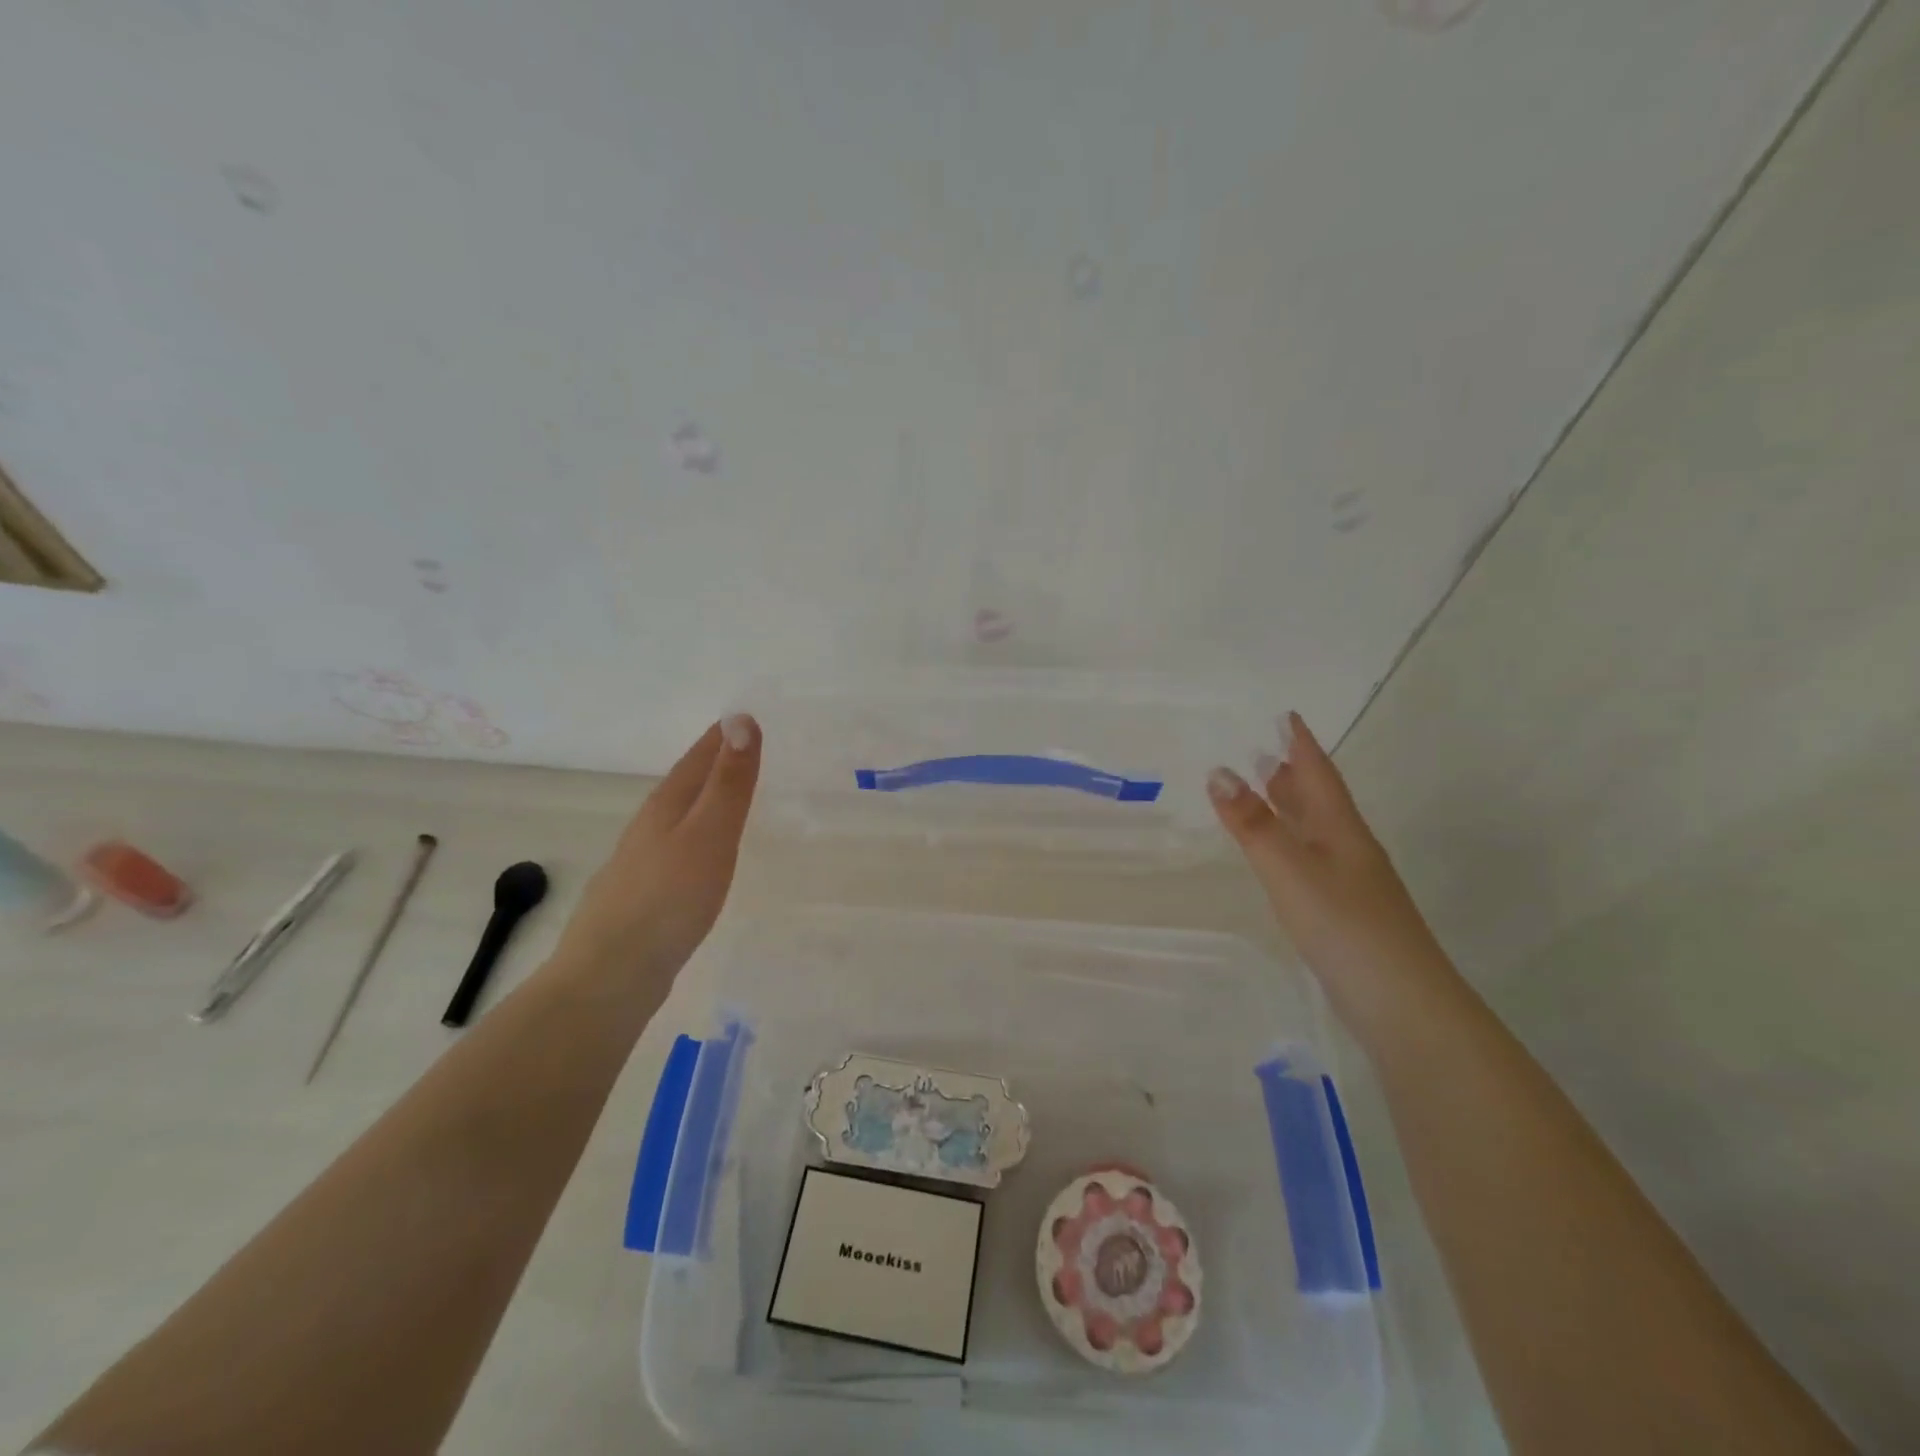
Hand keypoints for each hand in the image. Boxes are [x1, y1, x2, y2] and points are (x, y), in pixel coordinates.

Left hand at [552, 715, 760, 980]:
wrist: (611, 975)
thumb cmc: (668, 898)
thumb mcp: (709, 834)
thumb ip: (728, 781)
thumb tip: (740, 718)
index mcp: (665, 806)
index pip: (698, 757)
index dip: (723, 736)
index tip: (747, 717)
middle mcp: (648, 827)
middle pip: (685, 784)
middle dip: (714, 764)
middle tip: (747, 751)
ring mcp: (641, 863)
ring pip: (678, 818)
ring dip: (704, 801)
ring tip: (730, 798)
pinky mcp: (643, 896)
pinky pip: (677, 849)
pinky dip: (697, 837)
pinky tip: (703, 857)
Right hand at [1207, 712, 1449, 1006]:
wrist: (1403, 1004)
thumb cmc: (1345, 927)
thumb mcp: (1291, 870)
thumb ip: (1254, 825)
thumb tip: (1219, 771)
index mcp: (1342, 831)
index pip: (1319, 776)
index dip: (1302, 745)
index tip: (1288, 716)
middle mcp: (1350, 850)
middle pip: (1321, 801)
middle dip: (1295, 774)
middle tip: (1271, 750)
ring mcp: (1352, 884)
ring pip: (1318, 831)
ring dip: (1294, 808)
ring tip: (1270, 791)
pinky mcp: (1346, 914)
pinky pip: (1313, 860)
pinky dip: (1293, 844)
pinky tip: (1286, 858)